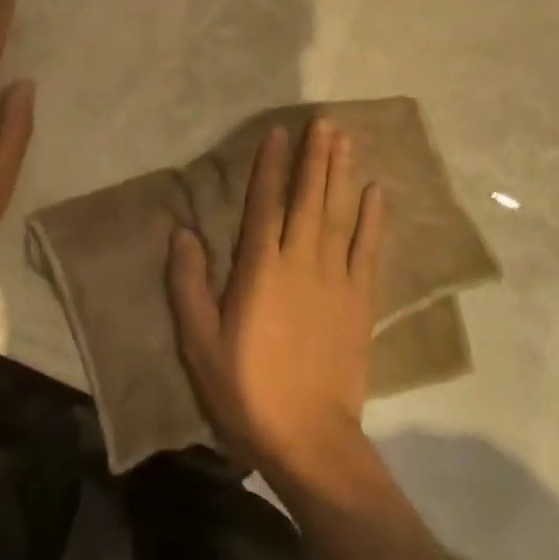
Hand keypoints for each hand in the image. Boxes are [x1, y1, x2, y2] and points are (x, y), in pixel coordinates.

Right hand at [167, 120, 383, 486]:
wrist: (309, 438)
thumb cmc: (246, 389)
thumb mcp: (199, 342)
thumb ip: (188, 284)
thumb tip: (182, 232)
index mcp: (260, 268)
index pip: (264, 203)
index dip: (270, 165)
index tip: (278, 133)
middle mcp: (300, 260)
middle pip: (308, 197)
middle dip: (314, 156)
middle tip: (323, 121)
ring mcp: (335, 278)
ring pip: (338, 213)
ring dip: (341, 174)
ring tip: (345, 139)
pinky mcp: (360, 299)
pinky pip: (368, 249)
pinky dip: (373, 219)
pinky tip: (376, 192)